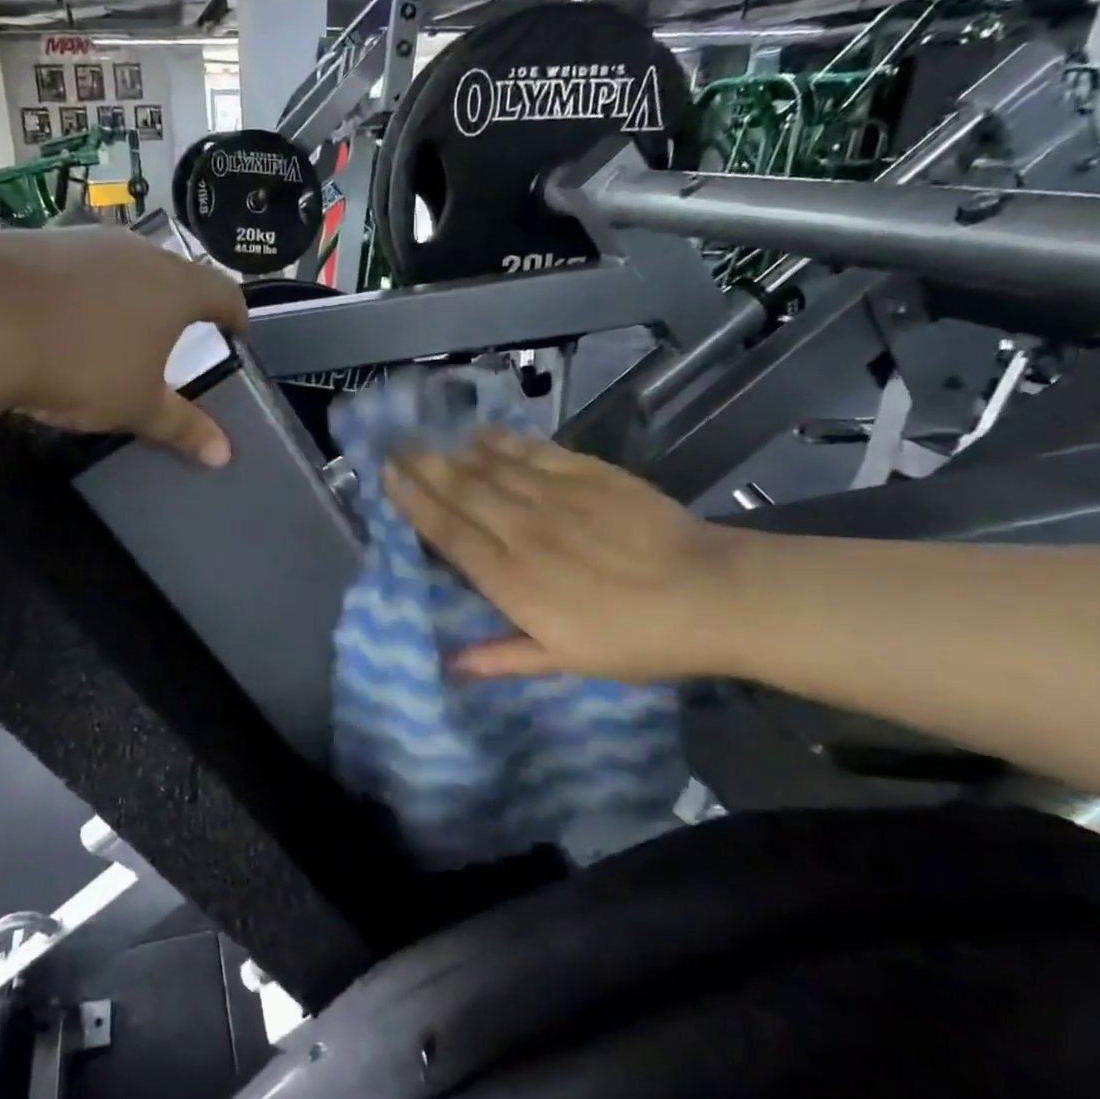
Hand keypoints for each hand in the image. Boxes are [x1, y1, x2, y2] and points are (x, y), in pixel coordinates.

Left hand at [0, 228, 247, 464]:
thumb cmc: (80, 365)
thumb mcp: (136, 406)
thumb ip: (183, 427)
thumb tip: (224, 455)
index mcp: (174, 287)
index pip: (224, 293)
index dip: (235, 315)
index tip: (235, 334)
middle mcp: (135, 250)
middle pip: (173, 273)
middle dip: (178, 304)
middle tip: (173, 337)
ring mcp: (82, 238)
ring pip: (120, 264)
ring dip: (126, 293)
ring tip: (114, 328)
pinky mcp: (33, 238)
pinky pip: (72, 265)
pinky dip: (78, 289)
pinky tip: (56, 317)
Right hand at [384, 429, 751, 680]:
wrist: (712, 595)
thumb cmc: (635, 639)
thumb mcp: (567, 662)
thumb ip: (504, 656)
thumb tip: (450, 666)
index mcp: (512, 580)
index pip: (448, 533)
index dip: (413, 503)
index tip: (387, 479)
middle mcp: (522, 531)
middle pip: (460, 491)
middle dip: (422, 467)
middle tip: (393, 446)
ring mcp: (555, 497)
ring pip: (491, 467)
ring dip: (453, 450)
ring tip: (424, 436)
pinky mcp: (589, 474)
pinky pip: (534, 451)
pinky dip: (503, 440)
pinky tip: (483, 432)